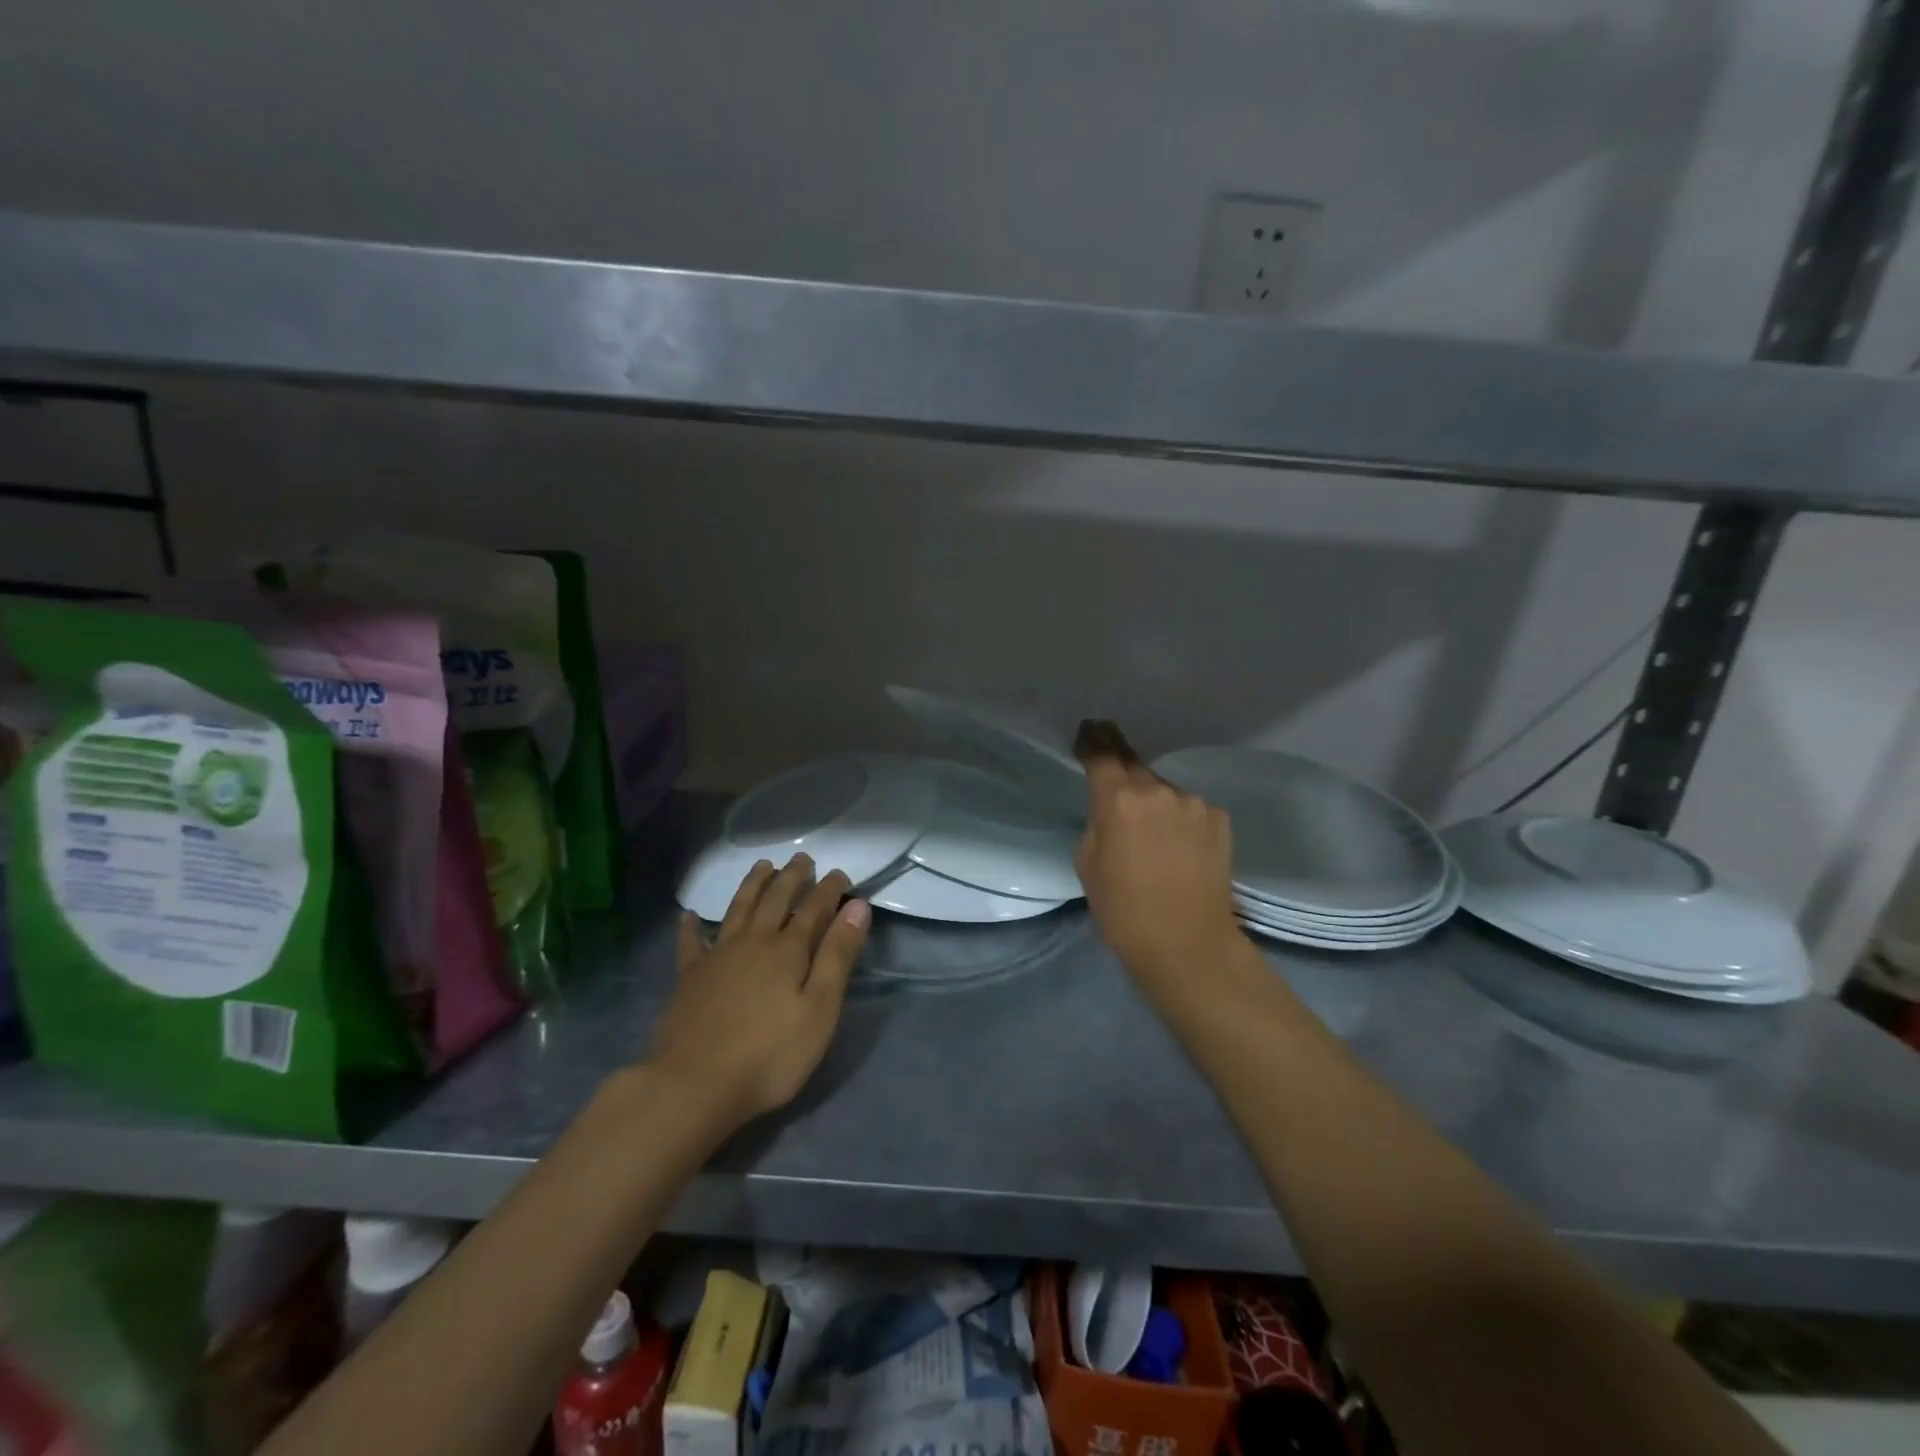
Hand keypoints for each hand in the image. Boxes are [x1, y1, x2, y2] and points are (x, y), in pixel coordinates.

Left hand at [648, 855, 869, 1130]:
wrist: (695, 1085)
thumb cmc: (770, 1054)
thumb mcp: (820, 1009)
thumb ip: (838, 956)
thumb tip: (857, 906)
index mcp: (788, 950)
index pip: (814, 908)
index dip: (829, 889)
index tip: (840, 873)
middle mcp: (753, 942)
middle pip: (775, 900)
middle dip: (792, 877)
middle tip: (803, 858)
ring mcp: (718, 957)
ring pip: (738, 909)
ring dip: (752, 885)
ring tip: (763, 866)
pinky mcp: (690, 978)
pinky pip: (691, 944)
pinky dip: (691, 927)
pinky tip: (689, 916)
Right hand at [1075, 720, 1244, 992]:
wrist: (1189, 945)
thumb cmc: (1124, 911)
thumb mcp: (1088, 865)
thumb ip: (1097, 825)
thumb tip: (1112, 813)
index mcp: (1118, 800)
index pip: (1102, 754)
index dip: (1093, 741)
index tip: (1088, 732)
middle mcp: (1158, 791)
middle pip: (1134, 767)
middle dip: (1122, 773)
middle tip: (1115, 790)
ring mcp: (1194, 803)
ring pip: (1164, 791)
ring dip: (1154, 803)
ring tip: (1151, 836)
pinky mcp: (1219, 819)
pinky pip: (1189, 809)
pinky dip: (1179, 820)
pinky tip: (1178, 848)